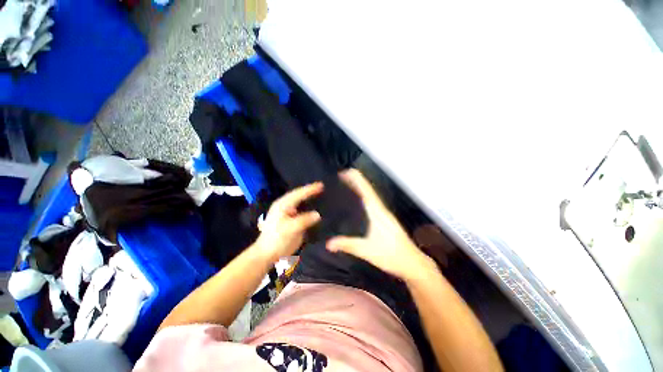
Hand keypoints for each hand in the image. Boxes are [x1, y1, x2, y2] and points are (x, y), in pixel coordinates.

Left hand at [255, 183, 323, 261]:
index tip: (321, 185)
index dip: (310, 189)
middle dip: (310, 191)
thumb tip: (318, 214)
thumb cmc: (276, 239)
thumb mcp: (289, 228)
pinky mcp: (294, 221)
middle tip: (323, 187)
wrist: (268, 254)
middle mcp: (287, 207)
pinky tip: (318, 209)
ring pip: (302, 203)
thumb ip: (303, 220)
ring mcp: (290, 214)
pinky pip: (304, 212)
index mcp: (283, 205)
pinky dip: (311, 209)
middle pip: (300, 196)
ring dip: (311, 199)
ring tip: (322, 195)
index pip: (298, 194)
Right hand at [326, 169, 430, 281]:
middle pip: (368, 190)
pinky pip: (373, 203)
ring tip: (348, 183)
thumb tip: (328, 244)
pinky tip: (360, 201)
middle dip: (356, 181)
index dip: (356, 180)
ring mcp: (385, 215)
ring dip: (360, 187)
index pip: (366, 191)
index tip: (346, 172)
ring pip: (371, 196)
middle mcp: (381, 210)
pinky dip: (365, 197)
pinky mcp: (386, 220)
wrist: (413, 264)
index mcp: (377, 213)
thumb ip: (348, 245)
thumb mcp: (367, 251)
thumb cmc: (391, 255)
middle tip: (342, 175)